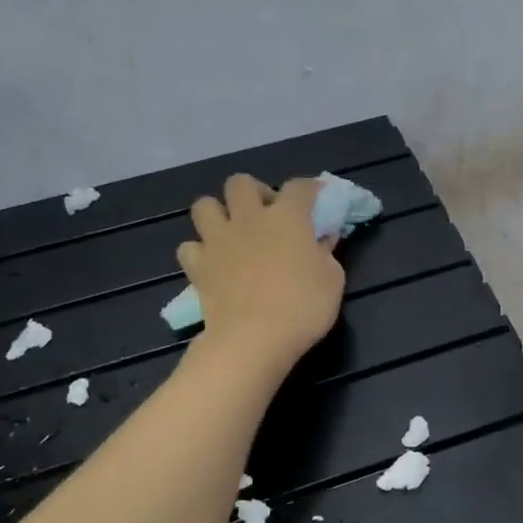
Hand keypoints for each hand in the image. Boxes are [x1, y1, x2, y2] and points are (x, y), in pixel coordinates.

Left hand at [177, 175, 343, 372]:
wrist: (254, 339)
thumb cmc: (303, 307)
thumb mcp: (332, 280)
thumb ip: (327, 253)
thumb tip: (322, 239)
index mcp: (287, 217)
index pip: (299, 186)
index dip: (310, 188)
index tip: (317, 197)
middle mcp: (248, 219)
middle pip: (241, 183)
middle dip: (255, 192)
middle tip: (267, 214)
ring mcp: (218, 240)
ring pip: (205, 205)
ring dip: (218, 213)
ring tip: (232, 232)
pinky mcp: (197, 266)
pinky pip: (190, 247)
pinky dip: (199, 252)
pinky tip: (213, 263)